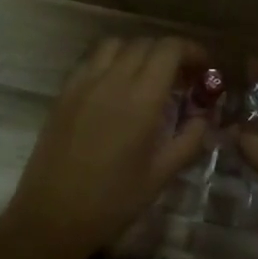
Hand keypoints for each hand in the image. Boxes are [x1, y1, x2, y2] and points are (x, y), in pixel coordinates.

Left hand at [0, 35, 210, 258]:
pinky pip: (91, 60)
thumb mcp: (162, 174)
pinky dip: (110, 61)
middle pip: (145, 43)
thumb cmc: (113, 201)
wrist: (53, 215)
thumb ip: (189, 139)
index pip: (169, 49)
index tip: (204, 67)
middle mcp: (112, 80)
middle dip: (169, 53)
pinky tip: (115, 87)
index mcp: (141, 99)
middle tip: (181, 77)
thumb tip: (204, 116)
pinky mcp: (64, 92)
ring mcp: (83, 83)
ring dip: (137, 52)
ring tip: (147, 77)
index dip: (191, 51)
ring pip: (115, 45)